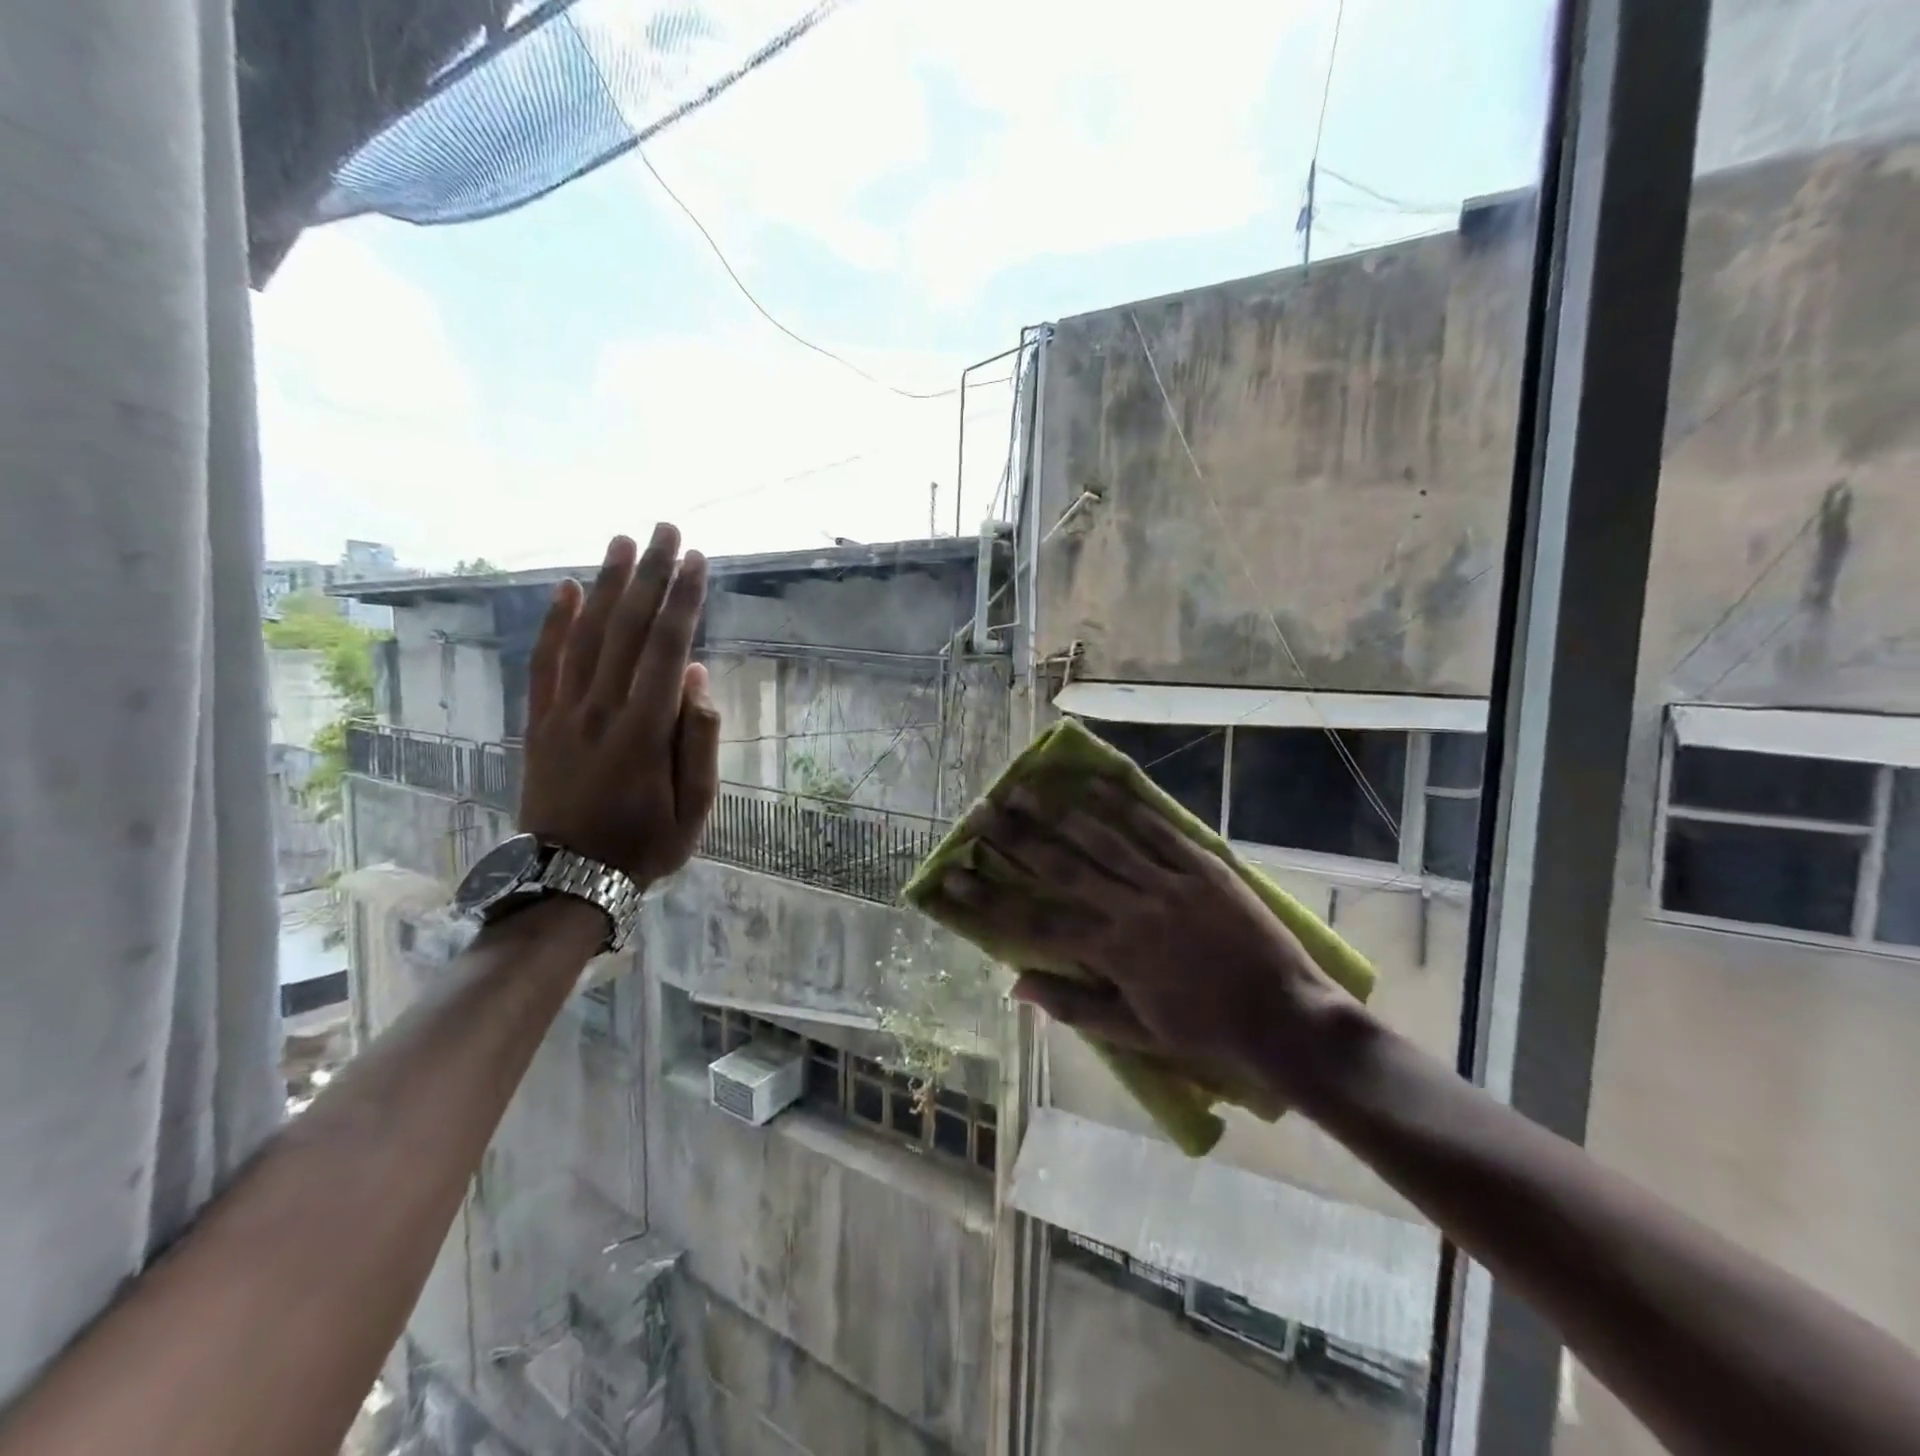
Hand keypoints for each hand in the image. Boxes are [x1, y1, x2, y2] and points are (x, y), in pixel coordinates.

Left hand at [517, 525, 719, 888]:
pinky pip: (544, 664)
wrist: (567, 880)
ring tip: (623, 542)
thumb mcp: (695, 807)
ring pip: (586, 636)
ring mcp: (563, 714)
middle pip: (627, 629)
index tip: (697, 560)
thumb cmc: (645, 846)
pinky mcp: (539, 722)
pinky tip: (568, 590)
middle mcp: (601, 710)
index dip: (683, 601)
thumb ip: (697, 740)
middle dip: (650, 575)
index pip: (666, 649)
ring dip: (607, 586)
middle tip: (665, 530)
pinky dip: (555, 624)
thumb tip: (696, 677)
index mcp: (644, 731)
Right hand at [924, 778, 1344, 1100]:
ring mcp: (1169, 882)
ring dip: (1059, 812)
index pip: (1034, 922)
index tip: (952, 877)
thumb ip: (1075, 1007)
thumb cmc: (1208, 1035)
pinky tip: (1094, 785)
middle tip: (981, 811)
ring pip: (1103, 838)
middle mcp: (1132, 909)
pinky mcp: (1202, 866)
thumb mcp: (1137, 1034)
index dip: (988, 900)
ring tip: (1025, 787)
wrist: (1289, 1021)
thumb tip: (1016, 985)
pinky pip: (1156, 829)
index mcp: (1113, 954)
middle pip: (1061, 867)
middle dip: (1015, 838)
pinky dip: (1123, 805)